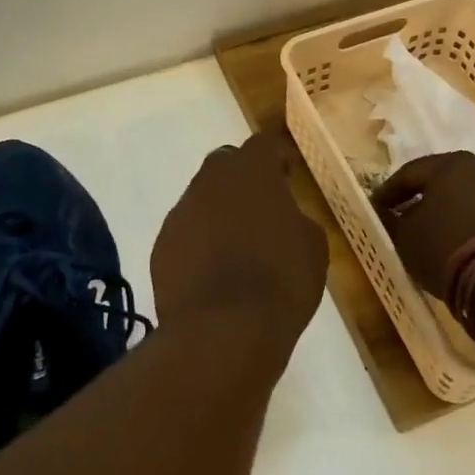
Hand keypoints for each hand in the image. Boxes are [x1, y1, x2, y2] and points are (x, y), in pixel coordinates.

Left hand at [151, 133, 328, 344]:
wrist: (223, 330)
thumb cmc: (280, 281)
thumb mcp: (312, 246)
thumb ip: (296, 218)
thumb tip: (284, 217)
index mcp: (252, 172)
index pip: (263, 144)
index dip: (276, 156)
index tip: (287, 173)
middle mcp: (210, 181)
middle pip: (225, 164)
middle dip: (242, 178)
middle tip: (262, 206)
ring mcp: (181, 213)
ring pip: (201, 199)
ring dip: (218, 212)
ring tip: (237, 245)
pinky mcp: (162, 245)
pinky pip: (185, 232)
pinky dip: (199, 242)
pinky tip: (214, 272)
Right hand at [373, 152, 474, 297]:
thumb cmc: (444, 245)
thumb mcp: (404, 235)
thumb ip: (392, 219)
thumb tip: (387, 213)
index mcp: (450, 164)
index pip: (408, 173)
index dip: (387, 192)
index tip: (375, 209)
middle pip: (438, 182)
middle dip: (417, 199)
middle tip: (398, 216)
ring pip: (460, 198)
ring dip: (441, 212)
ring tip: (424, 233)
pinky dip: (461, 224)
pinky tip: (450, 243)